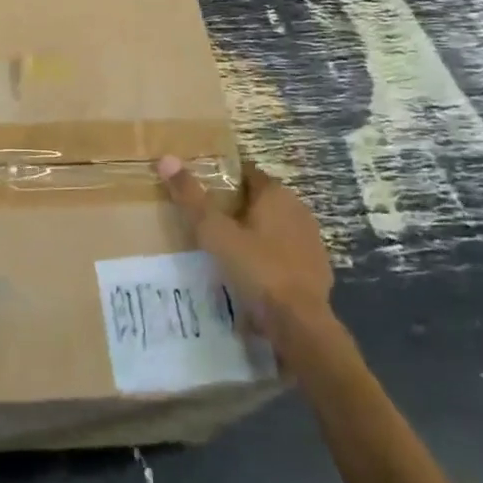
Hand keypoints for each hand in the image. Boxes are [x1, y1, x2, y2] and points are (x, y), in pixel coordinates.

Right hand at [157, 156, 332, 329]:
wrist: (300, 324)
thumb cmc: (257, 268)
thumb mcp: (215, 233)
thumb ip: (191, 198)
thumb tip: (166, 159)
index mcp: (276, 194)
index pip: (247, 173)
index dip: (223, 177)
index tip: (201, 188)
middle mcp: (298, 209)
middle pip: (260, 200)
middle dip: (236, 207)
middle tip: (207, 220)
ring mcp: (311, 240)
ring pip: (274, 227)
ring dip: (253, 233)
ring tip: (225, 248)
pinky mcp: (316, 269)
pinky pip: (285, 254)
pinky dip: (268, 258)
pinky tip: (250, 274)